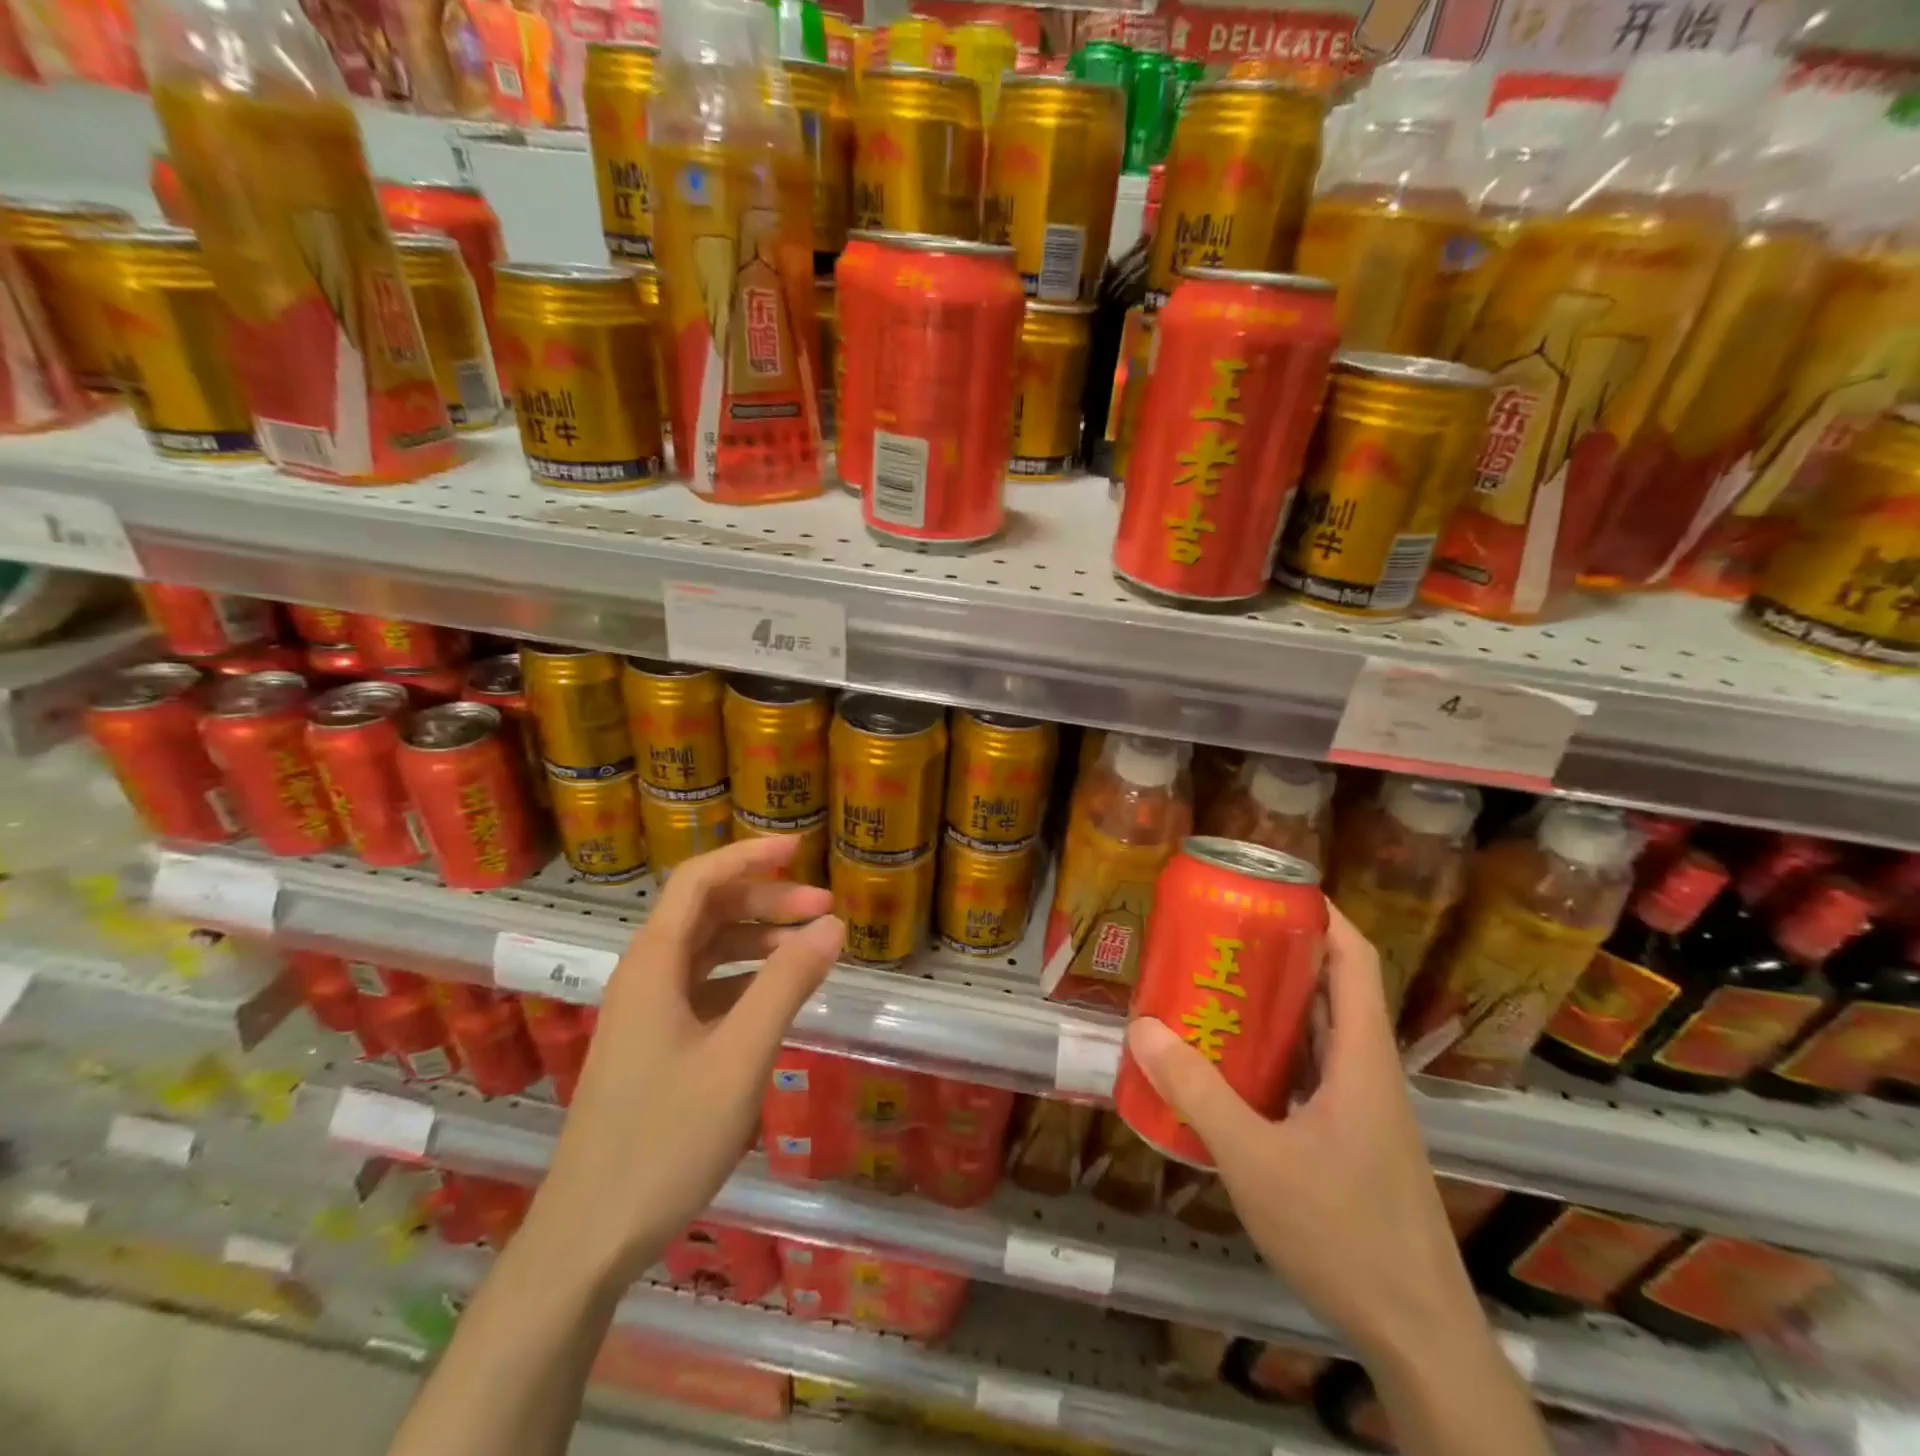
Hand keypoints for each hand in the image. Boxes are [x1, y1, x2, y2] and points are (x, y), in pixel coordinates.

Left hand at [531, 835, 843, 1285]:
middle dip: (767, 901)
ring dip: (759, 940)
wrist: (589, 1239)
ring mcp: (647, 1013)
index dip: (748, 856)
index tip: (800, 848)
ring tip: (812, 949)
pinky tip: (778, 996)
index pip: (699, 881)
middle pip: (707, 912)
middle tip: (826, 910)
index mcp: (654, 964)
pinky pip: (705, 988)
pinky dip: (745, 978)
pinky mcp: (655, 1045)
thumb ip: (787, 984)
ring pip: (707, 951)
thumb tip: (833, 924)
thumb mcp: (740, 1057)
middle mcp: (646, 976)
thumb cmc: (665, 1140)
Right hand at [1124, 905, 1481, 1366]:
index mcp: (1363, 1061)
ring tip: (1215, 988)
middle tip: (1221, 935)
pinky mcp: (1353, 1141)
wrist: (1419, 1337)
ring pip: (1322, 1036)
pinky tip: (1231, 1067)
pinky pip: (1312, 1076)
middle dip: (1282, 955)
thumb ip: (1198, 1094)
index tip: (1274, 890)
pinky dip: (1276, 1056)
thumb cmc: (1345, 1236)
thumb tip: (1143, 1028)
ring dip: (1276, 1007)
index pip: (1356, 961)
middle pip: (1334, 990)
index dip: (1324, 915)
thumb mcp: (1255, 1160)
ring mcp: (1365, 1111)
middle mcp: (1370, 1074)